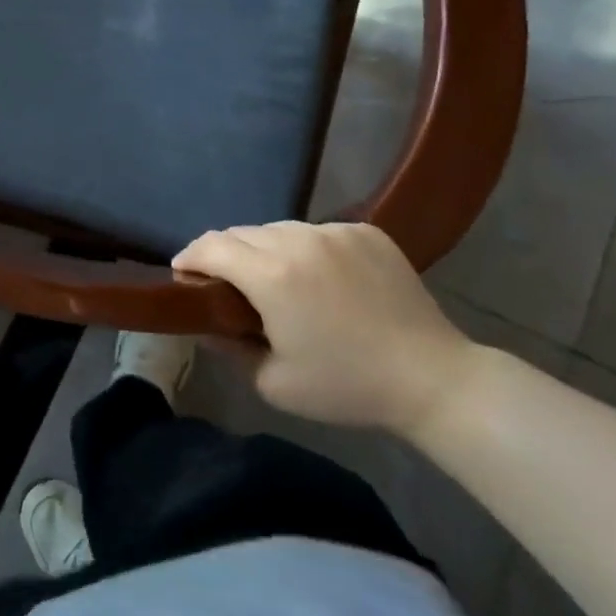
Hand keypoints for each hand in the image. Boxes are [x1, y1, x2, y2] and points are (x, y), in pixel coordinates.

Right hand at [173, 222, 477, 437]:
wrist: (433, 379)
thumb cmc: (347, 386)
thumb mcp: (274, 383)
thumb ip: (229, 349)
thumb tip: (205, 326)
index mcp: (271, 275)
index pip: (211, 247)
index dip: (189, 257)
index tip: (182, 273)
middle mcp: (298, 240)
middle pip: (241, 233)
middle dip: (224, 254)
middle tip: (225, 283)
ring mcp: (335, 231)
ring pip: (279, 229)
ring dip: (264, 249)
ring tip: (275, 279)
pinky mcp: (365, 232)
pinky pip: (317, 231)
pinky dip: (305, 249)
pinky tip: (320, 278)